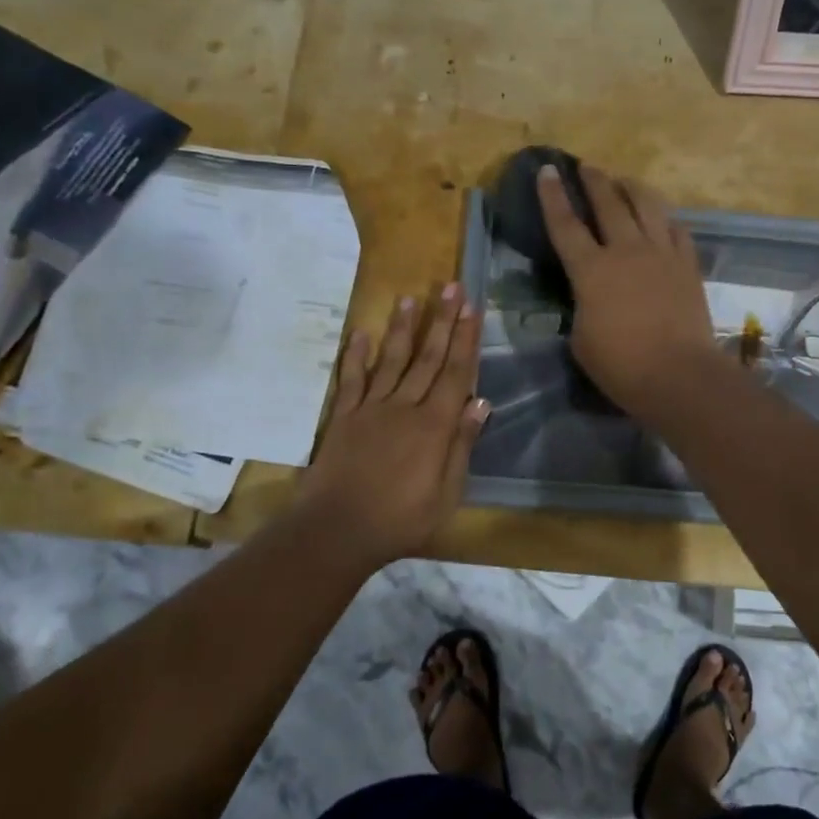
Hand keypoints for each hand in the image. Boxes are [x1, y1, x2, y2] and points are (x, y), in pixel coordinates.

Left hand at [295, 286, 488, 567]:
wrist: (338, 531)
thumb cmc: (401, 519)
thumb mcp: (446, 493)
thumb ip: (461, 445)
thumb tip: (480, 402)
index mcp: (434, 426)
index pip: (456, 373)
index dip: (466, 340)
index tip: (472, 309)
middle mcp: (404, 407)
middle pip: (427, 358)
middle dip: (442, 321)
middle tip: (451, 287)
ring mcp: (371, 409)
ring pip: (391, 360)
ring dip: (403, 329)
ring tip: (411, 299)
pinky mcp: (343, 418)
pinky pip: (351, 380)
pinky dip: (356, 356)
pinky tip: (361, 334)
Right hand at [537, 163, 720, 419]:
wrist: (679, 375)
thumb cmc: (621, 367)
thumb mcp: (582, 340)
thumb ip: (582, 308)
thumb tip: (590, 297)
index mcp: (591, 270)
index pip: (565, 224)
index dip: (552, 196)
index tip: (547, 170)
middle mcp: (626, 250)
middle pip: (609, 203)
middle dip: (594, 181)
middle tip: (586, 167)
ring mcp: (661, 254)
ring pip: (647, 206)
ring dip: (632, 188)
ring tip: (624, 180)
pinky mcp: (688, 265)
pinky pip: (676, 229)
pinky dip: (665, 218)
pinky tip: (662, 217)